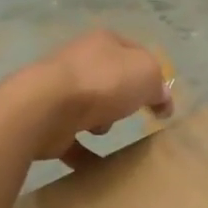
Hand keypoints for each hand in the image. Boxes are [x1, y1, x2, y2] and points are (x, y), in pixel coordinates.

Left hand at [11, 30, 173, 168]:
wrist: (45, 107)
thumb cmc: (102, 83)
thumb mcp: (147, 74)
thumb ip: (159, 85)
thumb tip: (161, 98)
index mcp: (103, 42)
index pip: (134, 52)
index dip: (151, 74)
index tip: (160, 100)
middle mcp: (79, 61)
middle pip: (111, 80)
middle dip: (123, 99)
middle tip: (132, 113)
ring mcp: (59, 90)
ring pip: (90, 107)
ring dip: (101, 123)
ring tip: (103, 132)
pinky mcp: (47, 121)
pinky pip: (72, 138)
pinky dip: (83, 152)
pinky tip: (96, 166)